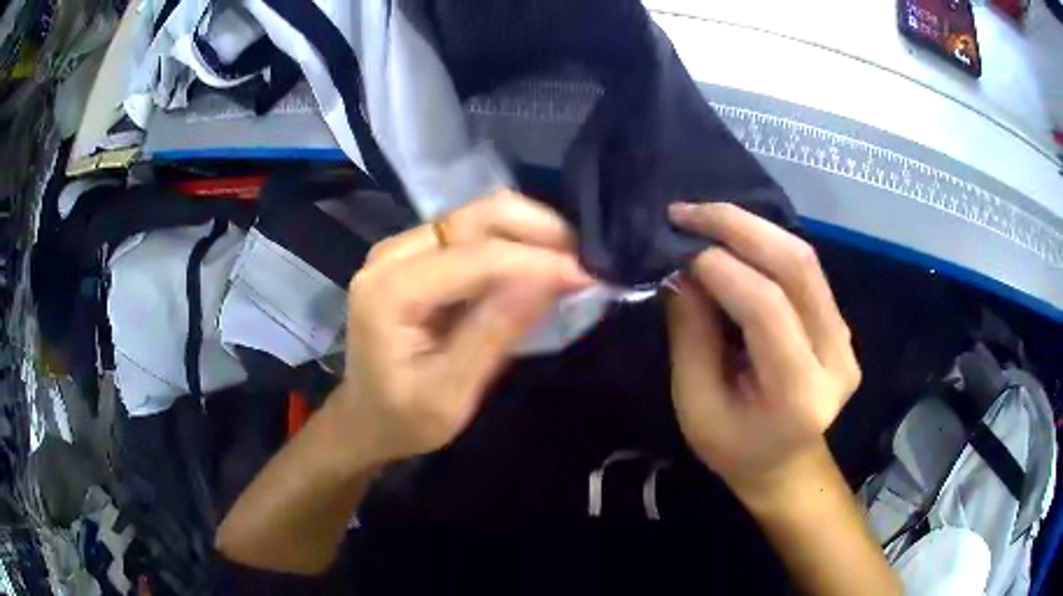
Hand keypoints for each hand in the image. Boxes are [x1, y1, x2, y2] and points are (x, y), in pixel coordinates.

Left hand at [339, 190, 593, 463]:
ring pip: (475, 215)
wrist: (367, 418)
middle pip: (473, 216)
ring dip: (526, 231)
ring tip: (565, 262)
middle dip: (535, 229)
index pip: (472, 257)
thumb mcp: (452, 392)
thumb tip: (553, 278)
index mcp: (389, 293)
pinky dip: (509, 240)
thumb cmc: (404, 418)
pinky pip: (469, 231)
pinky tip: (535, 263)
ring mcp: (399, 249)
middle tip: (581, 260)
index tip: (586, 275)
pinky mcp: (413, 254)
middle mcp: (389, 256)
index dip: (534, 261)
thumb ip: (496, 331)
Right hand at [665, 202, 860, 504]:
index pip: (768, 309)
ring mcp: (846, 338)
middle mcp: (836, 358)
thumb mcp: (696, 404)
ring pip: (805, 260)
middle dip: (740, 227)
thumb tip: (681, 268)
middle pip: (798, 268)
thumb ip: (691, 334)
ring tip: (705, 217)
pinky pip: (806, 271)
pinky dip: (767, 245)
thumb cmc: (733, 449)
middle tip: (688, 211)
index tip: (676, 247)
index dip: (721, 268)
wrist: (784, 465)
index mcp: (800, 395)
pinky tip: (734, 238)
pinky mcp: (841, 325)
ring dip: (753, 228)